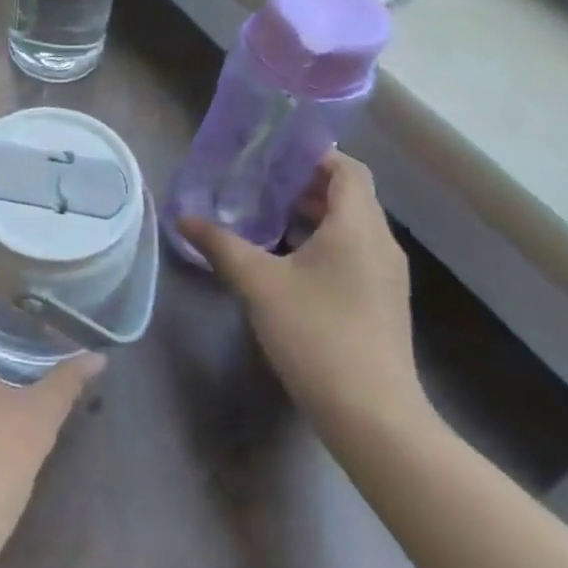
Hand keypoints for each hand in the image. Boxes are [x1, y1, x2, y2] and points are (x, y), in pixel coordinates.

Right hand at [178, 152, 422, 440]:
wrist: (373, 417)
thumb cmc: (317, 335)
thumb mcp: (259, 284)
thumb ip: (221, 245)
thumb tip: (183, 218)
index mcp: (359, 227)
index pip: (347, 168)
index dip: (313, 153)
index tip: (271, 150)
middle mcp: (380, 243)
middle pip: (348, 195)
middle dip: (303, 183)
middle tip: (256, 179)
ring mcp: (384, 276)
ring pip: (348, 227)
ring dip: (310, 215)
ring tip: (263, 214)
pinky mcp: (379, 302)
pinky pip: (350, 253)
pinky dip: (319, 243)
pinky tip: (283, 260)